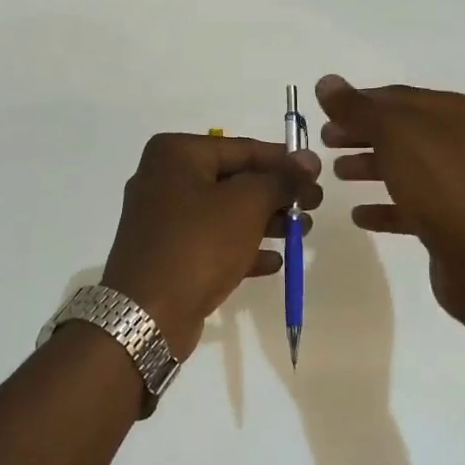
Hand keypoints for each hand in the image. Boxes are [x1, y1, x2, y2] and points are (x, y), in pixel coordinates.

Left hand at [102, 134, 322, 358]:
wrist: (146, 315)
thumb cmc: (198, 244)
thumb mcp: (247, 205)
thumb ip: (280, 180)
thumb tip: (308, 159)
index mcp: (176, 154)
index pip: (242, 148)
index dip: (284, 161)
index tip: (317, 173)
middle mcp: (164, 179)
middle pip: (234, 180)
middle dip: (276, 195)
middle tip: (313, 206)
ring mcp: (163, 219)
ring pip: (225, 213)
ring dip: (265, 222)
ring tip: (302, 233)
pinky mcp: (167, 254)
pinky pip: (212, 242)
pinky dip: (242, 248)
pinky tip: (273, 262)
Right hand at [316, 75, 464, 324]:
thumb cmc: (439, 183)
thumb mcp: (393, 134)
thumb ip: (357, 108)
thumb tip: (326, 82)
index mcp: (454, 112)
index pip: (397, 96)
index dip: (358, 102)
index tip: (324, 114)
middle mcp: (459, 141)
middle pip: (399, 131)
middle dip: (360, 133)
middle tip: (324, 141)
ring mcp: (456, 182)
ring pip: (403, 166)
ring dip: (368, 167)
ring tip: (336, 174)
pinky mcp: (449, 219)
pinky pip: (409, 205)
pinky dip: (383, 206)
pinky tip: (358, 216)